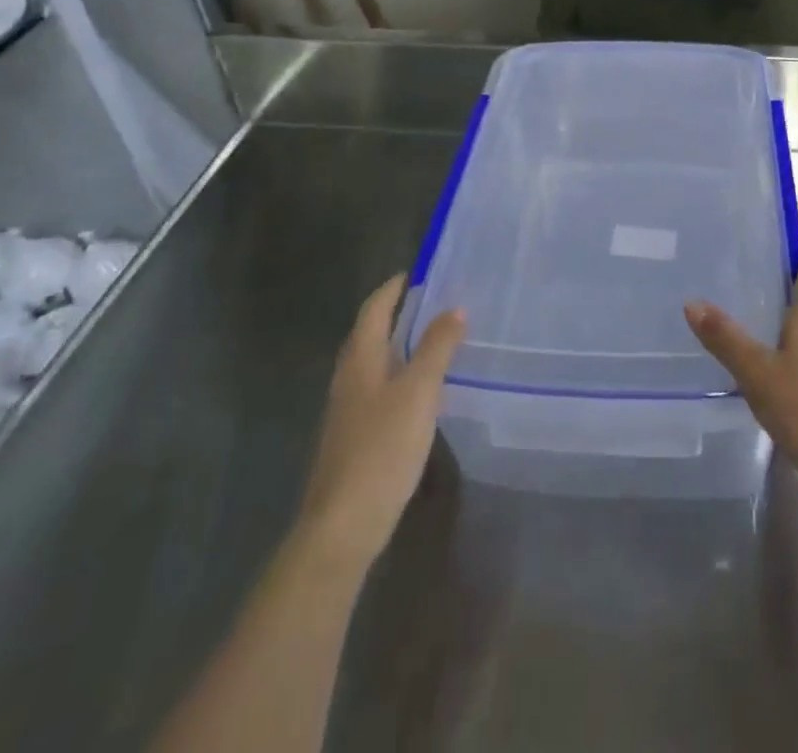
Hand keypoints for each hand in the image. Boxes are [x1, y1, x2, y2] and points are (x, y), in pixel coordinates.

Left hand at [301, 275, 464, 575]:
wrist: (343, 526)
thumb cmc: (382, 449)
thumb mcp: (419, 392)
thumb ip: (437, 347)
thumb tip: (454, 308)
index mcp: (360, 359)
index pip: (374, 309)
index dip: (393, 288)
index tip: (417, 272)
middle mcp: (348, 378)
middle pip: (370, 334)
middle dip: (397, 314)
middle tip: (433, 302)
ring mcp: (347, 410)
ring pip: (374, 363)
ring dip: (399, 345)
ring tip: (433, 339)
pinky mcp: (354, 437)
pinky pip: (378, 390)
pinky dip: (399, 376)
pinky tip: (421, 391)